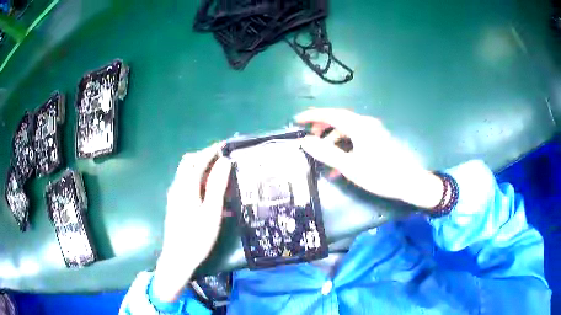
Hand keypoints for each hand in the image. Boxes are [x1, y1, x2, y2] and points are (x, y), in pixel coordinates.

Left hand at [152, 143, 231, 301]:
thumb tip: (225, 161)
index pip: (198, 159)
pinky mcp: (175, 204)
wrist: (178, 257)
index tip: (225, 145)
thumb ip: (217, 185)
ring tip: (221, 178)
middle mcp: (177, 186)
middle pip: (189, 163)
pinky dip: (199, 183)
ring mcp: (174, 195)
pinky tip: (212, 197)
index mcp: (186, 186)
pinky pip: (188, 185)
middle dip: (205, 157)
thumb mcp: (211, 211)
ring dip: (203, 170)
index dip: (212, 150)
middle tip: (223, 160)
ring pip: (188, 174)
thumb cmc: (197, 236)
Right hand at [295, 108, 443, 208]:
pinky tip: (339, 165)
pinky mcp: (377, 140)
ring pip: (347, 130)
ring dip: (333, 140)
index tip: (297, 119)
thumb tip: (305, 141)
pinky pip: (355, 139)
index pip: (331, 114)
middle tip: (309, 136)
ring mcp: (373, 131)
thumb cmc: (380, 174)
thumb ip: (326, 153)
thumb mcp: (349, 166)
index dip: (312, 116)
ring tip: (323, 156)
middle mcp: (366, 124)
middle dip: (322, 127)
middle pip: (339, 119)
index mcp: (359, 126)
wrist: (409, 182)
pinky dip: (344, 147)